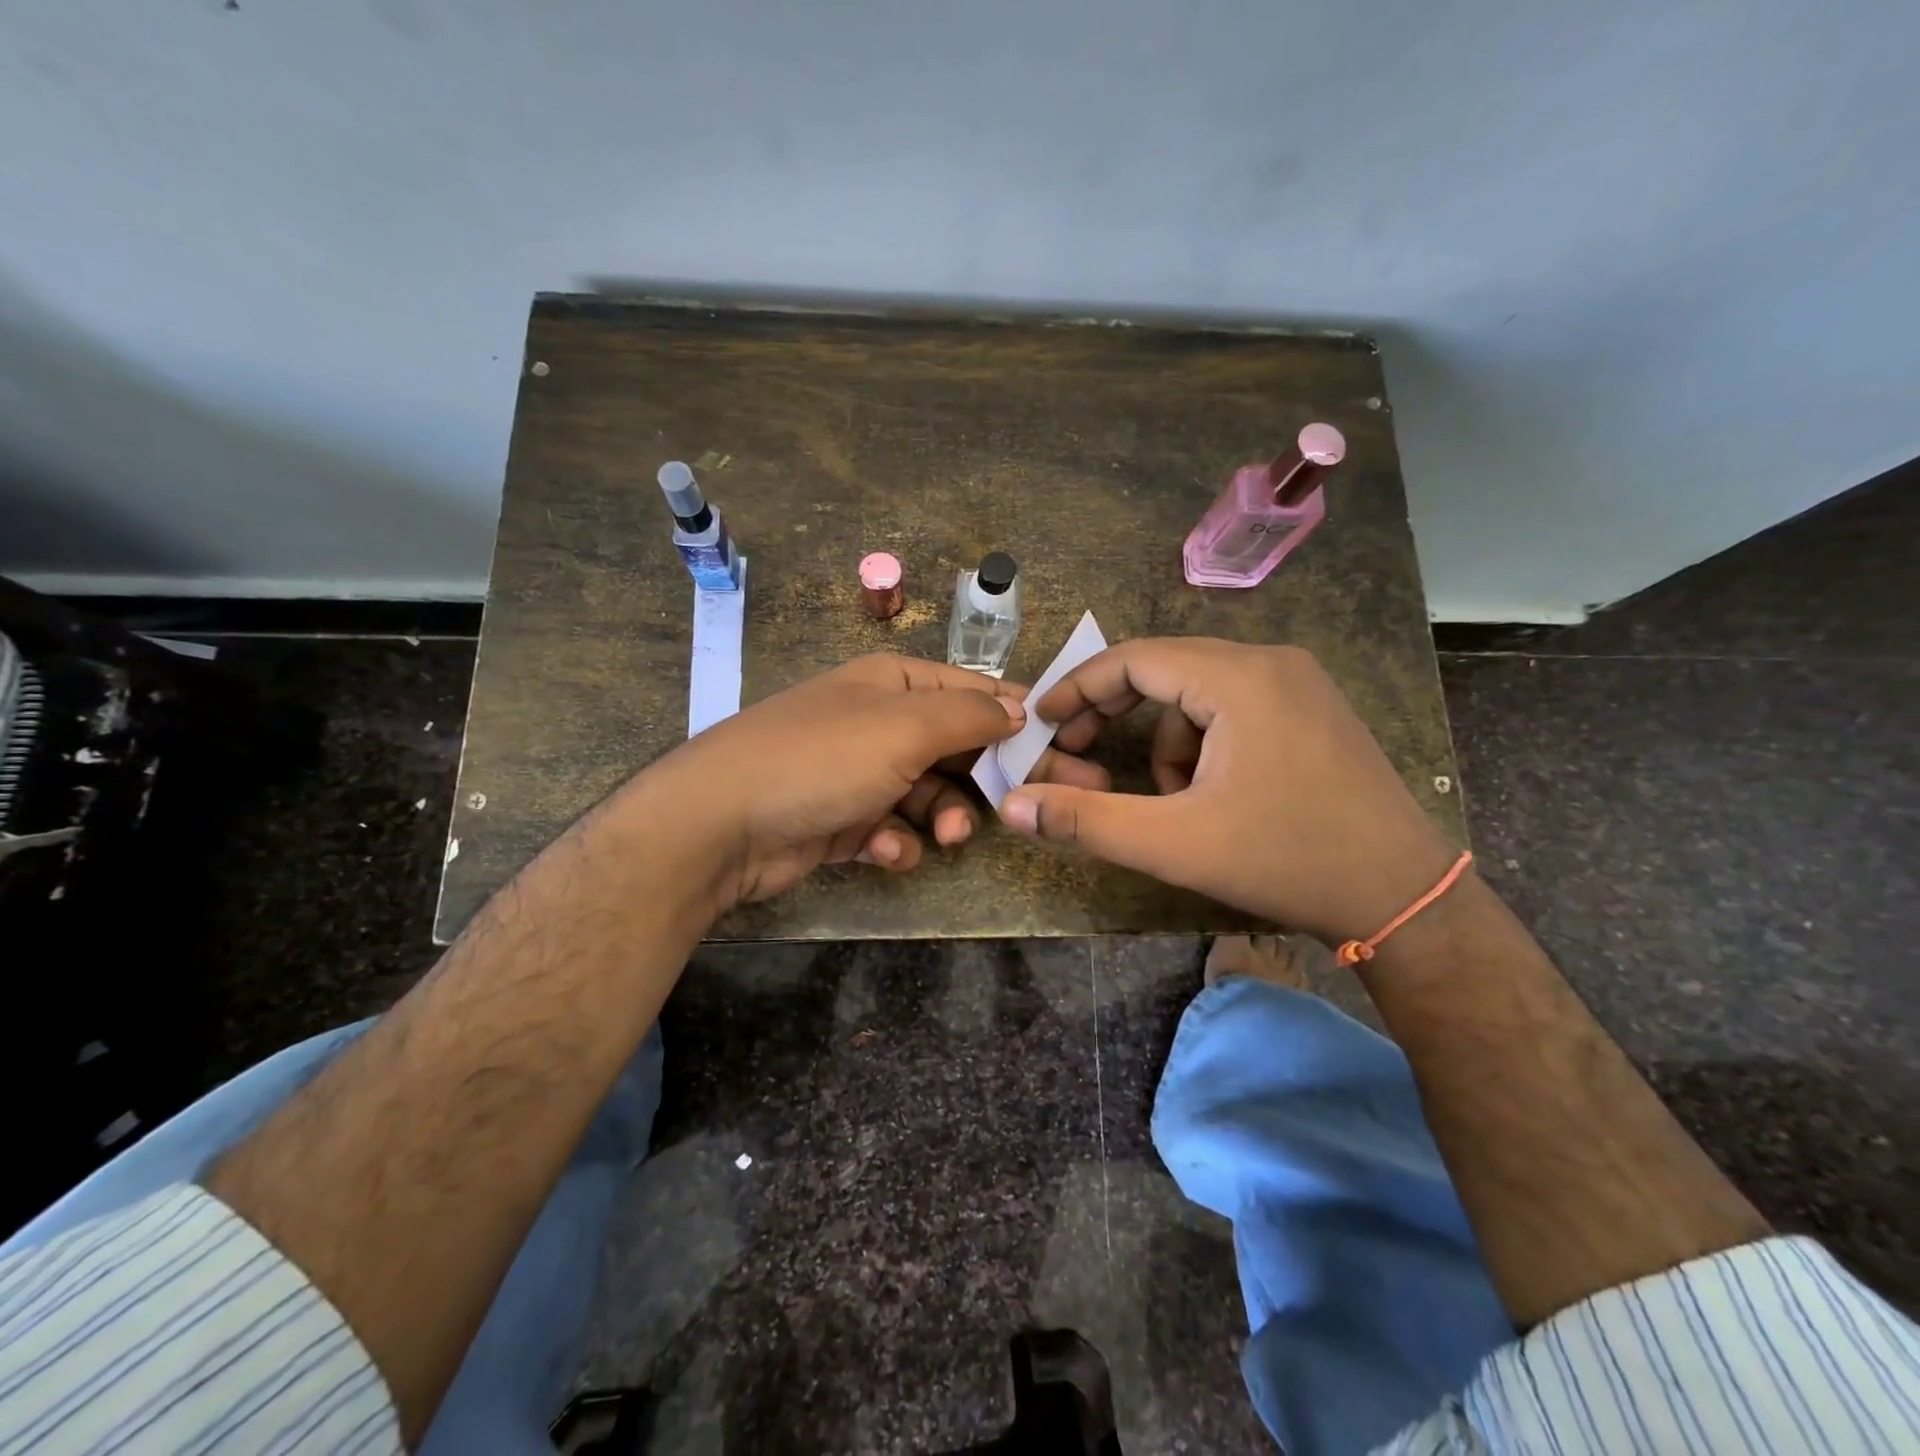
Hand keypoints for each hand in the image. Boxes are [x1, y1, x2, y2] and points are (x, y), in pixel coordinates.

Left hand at [637, 654, 1110, 908]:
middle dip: (996, 776)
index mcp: (893, 684)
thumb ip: (967, 716)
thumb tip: (1018, 707)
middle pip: (957, 746)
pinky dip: (894, 843)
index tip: (1065, 745)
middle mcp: (878, 723)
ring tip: (950, 835)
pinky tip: (883, 852)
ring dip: (944, 816)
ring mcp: (858, 773)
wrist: (720, 825)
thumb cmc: (822, 759)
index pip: (973, 692)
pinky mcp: (841, 820)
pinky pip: (890, 830)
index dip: (1019, 716)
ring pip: (928, 794)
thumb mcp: (904, 727)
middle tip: (1048, 801)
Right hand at [999, 638, 1458, 944]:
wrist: (1402, 896)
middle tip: (1078, 754)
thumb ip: (1086, 820)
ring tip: (1173, 802)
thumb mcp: (1173, 843)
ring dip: (1166, 742)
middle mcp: (1270, 662)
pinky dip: (1204, 745)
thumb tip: (1012, 805)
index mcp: (1238, 677)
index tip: (1043, 722)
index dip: (1078, 689)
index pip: (1134, 659)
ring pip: (1196, 694)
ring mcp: (1298, 683)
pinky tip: (1215, 796)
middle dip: (1115, 714)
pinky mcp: (1311, 708)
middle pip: (1164, 669)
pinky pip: (1232, 708)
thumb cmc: (1285, 859)